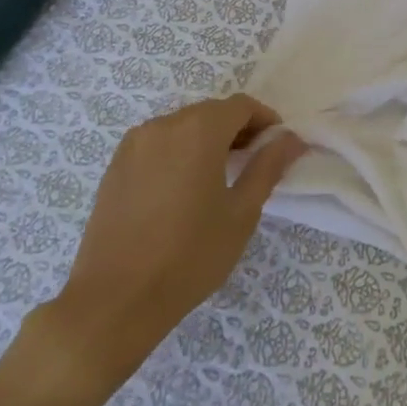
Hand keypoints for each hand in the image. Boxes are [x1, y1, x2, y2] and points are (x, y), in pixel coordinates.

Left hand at [42, 96, 305, 383]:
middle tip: (252, 163)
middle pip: (210, 112)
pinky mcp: (115, 166)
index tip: (276, 147)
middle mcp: (163, 125)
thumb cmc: (190, 255)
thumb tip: (291, 139)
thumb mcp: (241, 213)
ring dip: (206, 139)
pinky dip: (178, 152)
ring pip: (182, 126)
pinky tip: (183, 188)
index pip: (241, 105)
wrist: (116, 299)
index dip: (264, 120)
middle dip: (236, 129)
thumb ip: (268, 167)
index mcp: (198, 130)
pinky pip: (157, 143)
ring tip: (218, 177)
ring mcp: (133, 144)